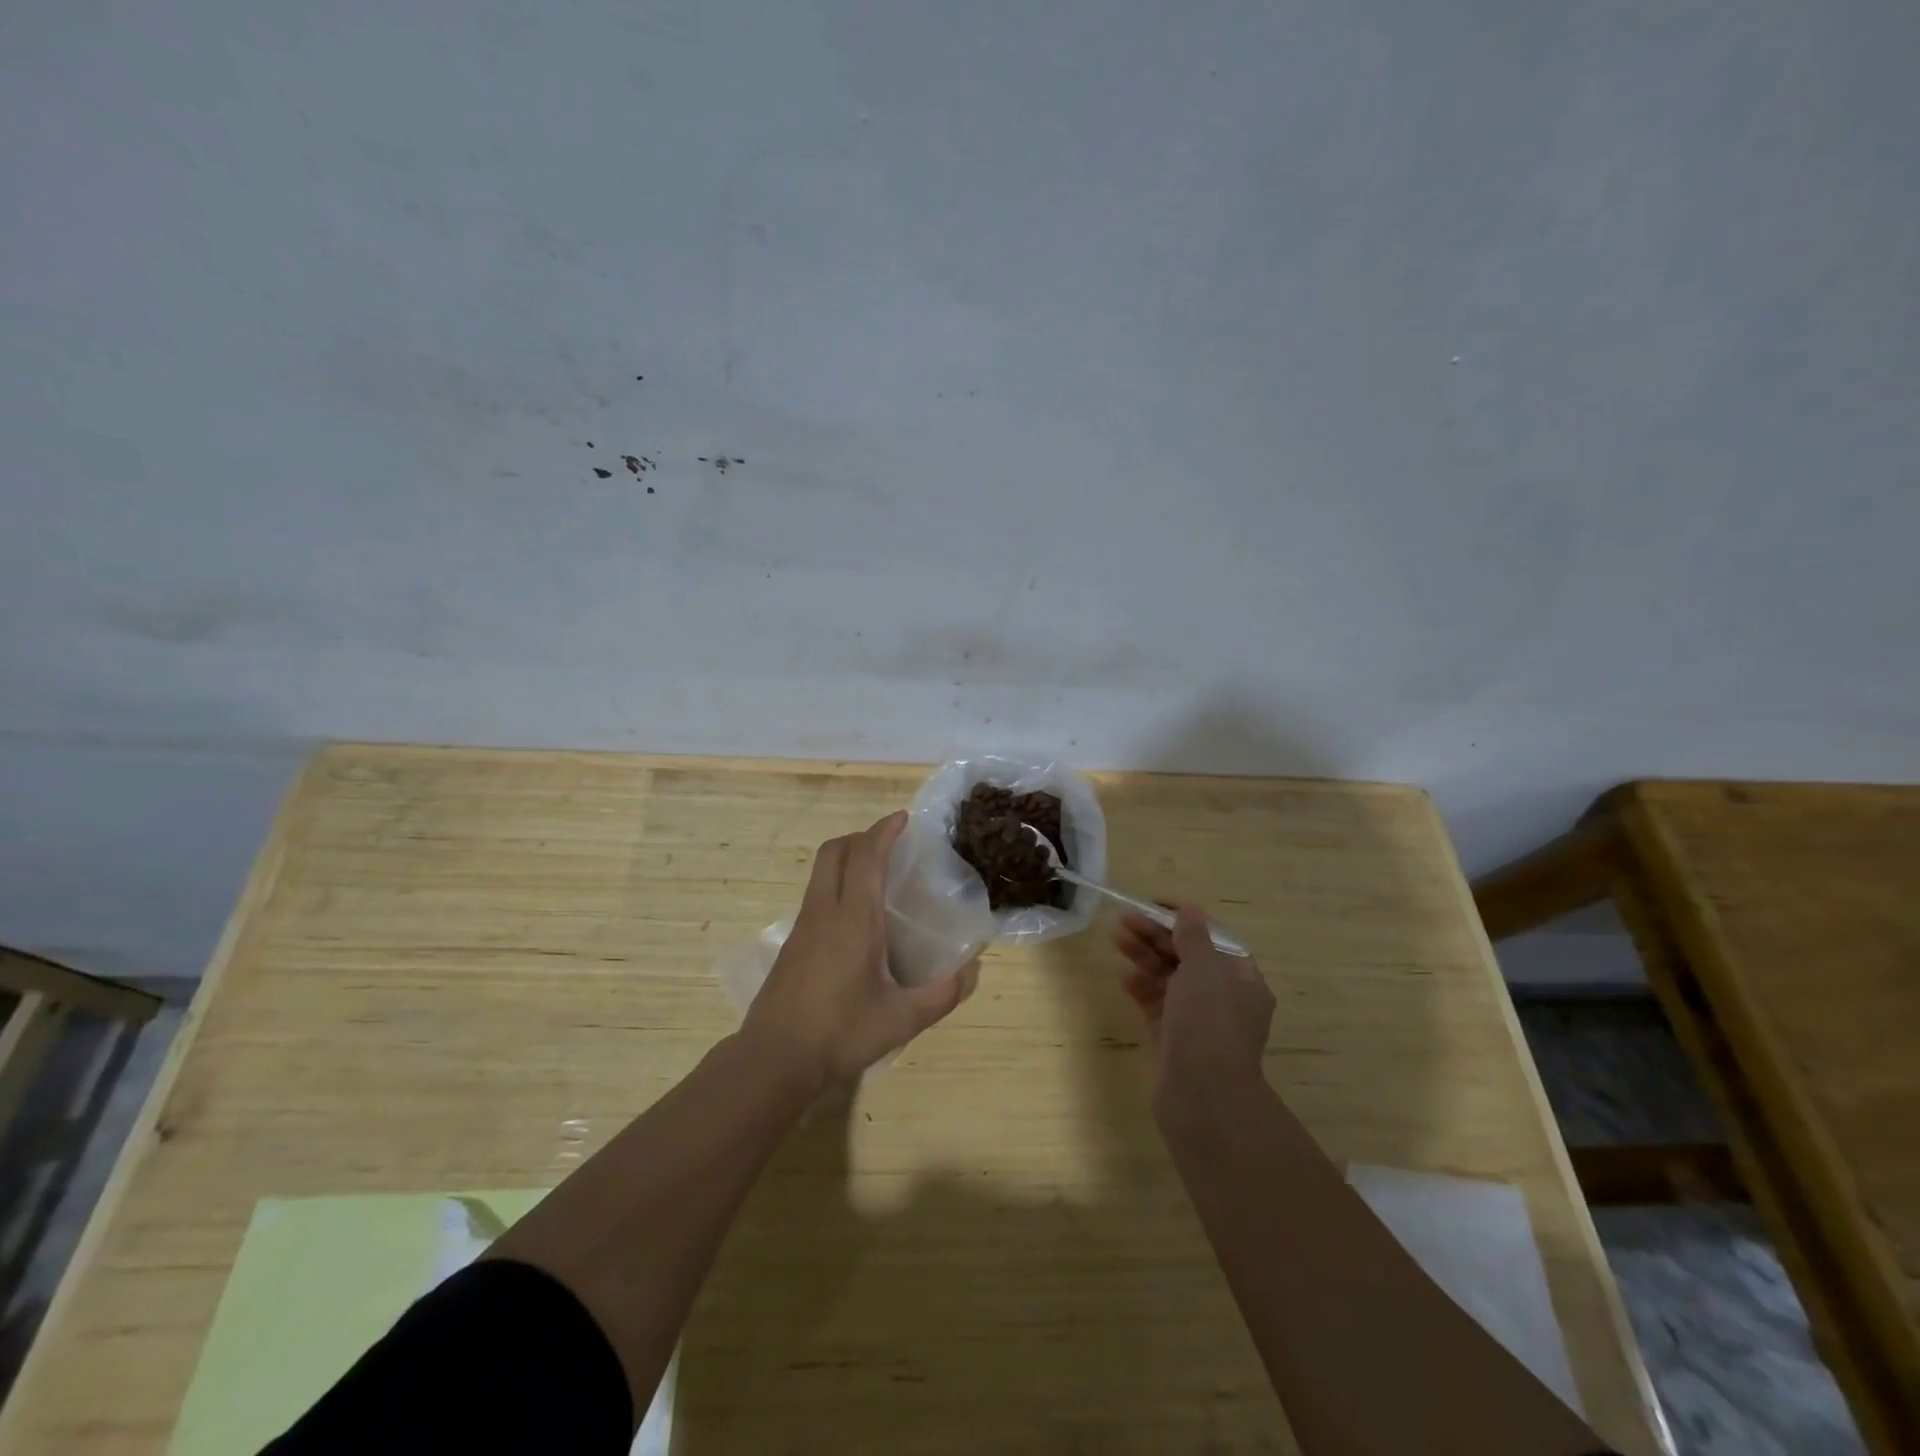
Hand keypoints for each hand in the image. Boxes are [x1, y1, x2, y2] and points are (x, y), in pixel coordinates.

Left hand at [741, 810, 978, 1091]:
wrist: (774, 1058)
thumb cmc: (840, 1032)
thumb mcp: (901, 1019)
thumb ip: (941, 995)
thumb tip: (972, 971)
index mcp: (853, 918)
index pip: (866, 856)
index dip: (884, 830)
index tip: (903, 818)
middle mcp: (824, 911)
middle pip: (834, 851)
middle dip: (861, 836)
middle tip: (889, 844)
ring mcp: (803, 926)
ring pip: (820, 872)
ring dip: (846, 859)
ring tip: (876, 876)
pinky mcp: (791, 944)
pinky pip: (815, 896)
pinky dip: (835, 885)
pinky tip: (855, 919)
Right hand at [1113, 903, 1272, 1091]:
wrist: (1202, 1095)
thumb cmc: (1209, 1022)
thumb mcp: (1204, 968)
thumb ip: (1193, 936)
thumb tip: (1188, 911)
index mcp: (1241, 979)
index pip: (1213, 937)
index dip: (1184, 917)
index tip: (1153, 904)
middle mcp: (1222, 998)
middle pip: (1187, 955)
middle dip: (1157, 935)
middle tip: (1125, 920)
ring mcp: (1197, 1020)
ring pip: (1168, 978)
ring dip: (1144, 956)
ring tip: (1117, 939)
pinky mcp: (1172, 1038)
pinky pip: (1155, 1004)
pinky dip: (1141, 988)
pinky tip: (1124, 977)